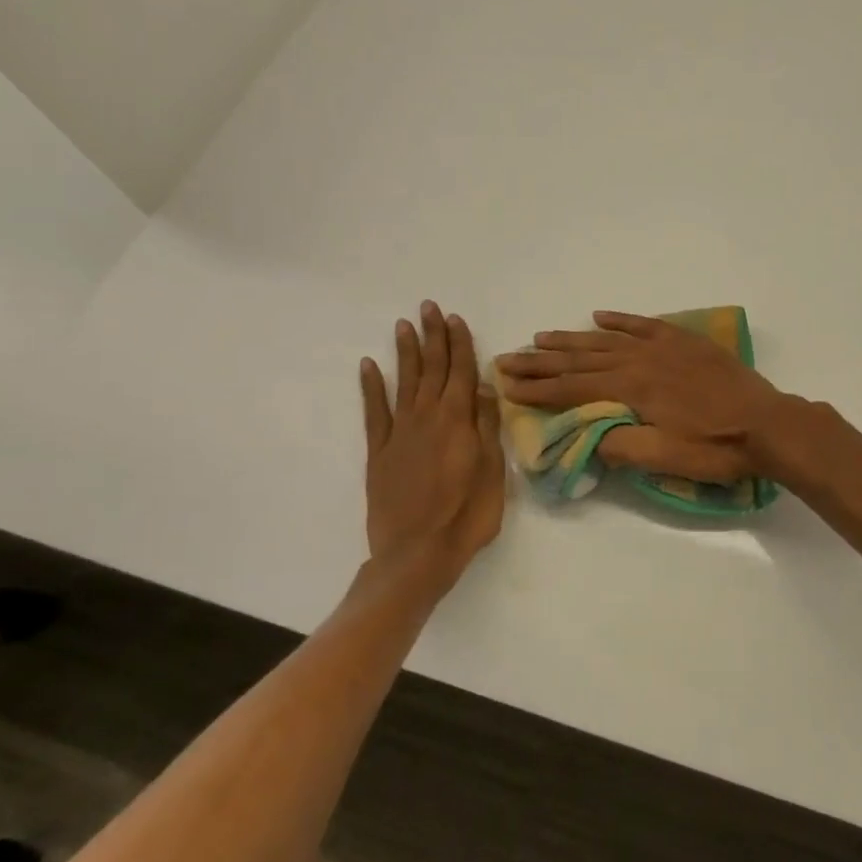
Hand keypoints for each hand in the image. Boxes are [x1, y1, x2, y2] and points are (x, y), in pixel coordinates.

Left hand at [361, 302, 505, 574]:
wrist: (416, 554)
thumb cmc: (466, 516)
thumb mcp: (492, 473)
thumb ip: (487, 427)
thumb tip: (487, 388)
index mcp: (458, 422)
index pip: (462, 372)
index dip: (460, 344)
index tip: (455, 318)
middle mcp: (427, 418)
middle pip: (433, 369)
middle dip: (433, 336)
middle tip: (429, 307)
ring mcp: (400, 433)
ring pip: (405, 382)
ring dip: (406, 352)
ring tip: (404, 324)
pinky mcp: (379, 451)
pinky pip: (374, 411)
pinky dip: (371, 387)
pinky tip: (369, 366)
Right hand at [496, 312, 785, 481]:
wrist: (768, 424)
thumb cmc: (716, 448)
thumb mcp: (664, 458)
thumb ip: (620, 446)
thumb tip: (587, 437)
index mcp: (631, 388)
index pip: (572, 388)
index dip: (537, 389)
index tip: (506, 385)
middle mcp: (640, 359)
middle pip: (580, 359)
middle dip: (541, 361)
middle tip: (507, 358)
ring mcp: (663, 346)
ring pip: (606, 339)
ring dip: (571, 339)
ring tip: (541, 337)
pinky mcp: (684, 342)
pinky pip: (644, 324)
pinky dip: (619, 321)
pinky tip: (600, 318)